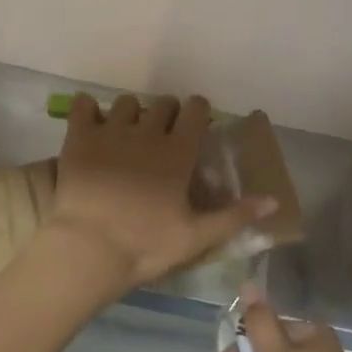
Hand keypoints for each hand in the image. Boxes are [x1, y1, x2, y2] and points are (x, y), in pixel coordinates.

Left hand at [47, 93, 277, 294]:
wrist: (88, 248)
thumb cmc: (145, 245)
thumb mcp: (196, 237)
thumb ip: (235, 216)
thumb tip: (273, 200)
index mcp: (177, 152)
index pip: (195, 110)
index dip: (198, 110)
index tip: (196, 122)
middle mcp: (147, 132)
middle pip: (163, 103)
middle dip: (167, 112)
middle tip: (163, 133)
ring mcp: (110, 131)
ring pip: (126, 102)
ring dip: (131, 113)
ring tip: (126, 131)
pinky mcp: (79, 137)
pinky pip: (83, 105)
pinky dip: (88, 108)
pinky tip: (90, 122)